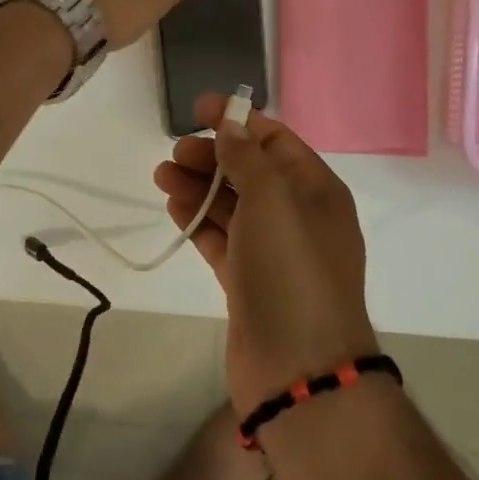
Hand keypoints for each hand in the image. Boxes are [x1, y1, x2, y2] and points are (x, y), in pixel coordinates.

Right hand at [153, 94, 379, 413]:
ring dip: (199, 187)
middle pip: (250, 171)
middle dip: (212, 156)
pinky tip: (174, 207)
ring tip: (162, 176)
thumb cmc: (291, 270)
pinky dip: (199, 221)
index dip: (238, 119)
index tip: (198, 109)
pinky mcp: (250, 282)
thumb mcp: (272, 199)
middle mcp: (298, 216)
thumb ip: (247, 156)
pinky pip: (222, 239)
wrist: (298, 371)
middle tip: (175, 153)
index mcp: (316, 190)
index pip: (275, 140)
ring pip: (232, 205)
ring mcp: (274, 252)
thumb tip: (232, 122)